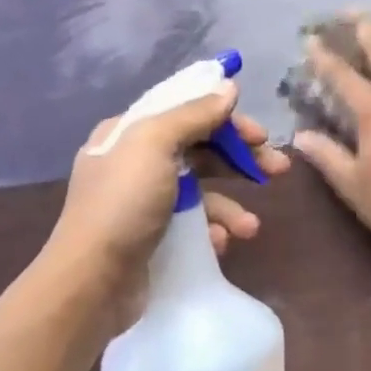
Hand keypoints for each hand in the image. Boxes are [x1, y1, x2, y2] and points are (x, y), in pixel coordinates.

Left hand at [49, 80, 289, 287]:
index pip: (186, 111)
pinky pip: (194, 226)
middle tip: (279, 169)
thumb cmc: (123, 204)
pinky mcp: (154, 238)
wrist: (91, 283)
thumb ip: (194, 114)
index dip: (227, 118)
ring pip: (202, 192)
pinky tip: (221, 244)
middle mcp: (136, 164)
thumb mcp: (155, 145)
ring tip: (250, 228)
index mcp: (130, 133)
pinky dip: (212, 231)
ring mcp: (145, 203)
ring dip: (231, 205)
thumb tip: (229, 87)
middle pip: (201, 150)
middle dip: (241, 160)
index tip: (261, 134)